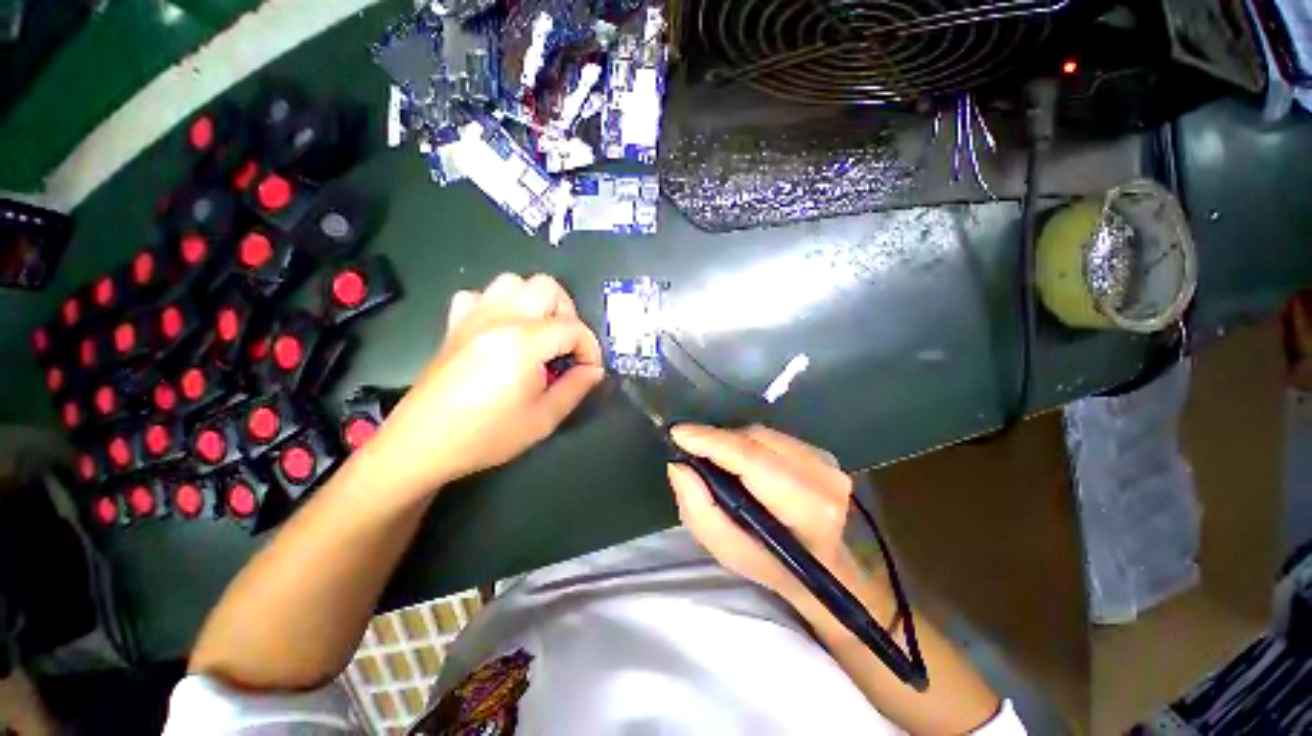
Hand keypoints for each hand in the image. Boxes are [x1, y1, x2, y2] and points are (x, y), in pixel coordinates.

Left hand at [364, 273, 603, 493]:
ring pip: (513, 282)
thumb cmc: (487, 435)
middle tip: (567, 346)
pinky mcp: (455, 324)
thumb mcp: (543, 419)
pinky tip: (502, 331)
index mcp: (524, 341)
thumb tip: (593, 370)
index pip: (573, 328)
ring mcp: (473, 317)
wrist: (422, 445)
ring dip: (535, 303)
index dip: (590, 348)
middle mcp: (500, 318)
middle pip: (547, 287)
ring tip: (539, 334)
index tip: (590, 370)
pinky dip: (499, 305)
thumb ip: (576, 388)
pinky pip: (480, 295)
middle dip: (568, 314)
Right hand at [668, 425, 864, 609]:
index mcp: (805, 508)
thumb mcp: (726, 549)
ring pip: (762, 434)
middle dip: (719, 441)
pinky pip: (773, 436)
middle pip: (755, 440)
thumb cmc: (771, 563)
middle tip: (692, 449)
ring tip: (716, 458)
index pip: (751, 460)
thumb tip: (679, 465)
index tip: (678, 433)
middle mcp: (822, 477)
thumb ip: (698, 508)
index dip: (712, 442)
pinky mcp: (822, 452)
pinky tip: (741, 460)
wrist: (823, 565)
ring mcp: (826, 462)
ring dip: (733, 441)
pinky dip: (749, 443)